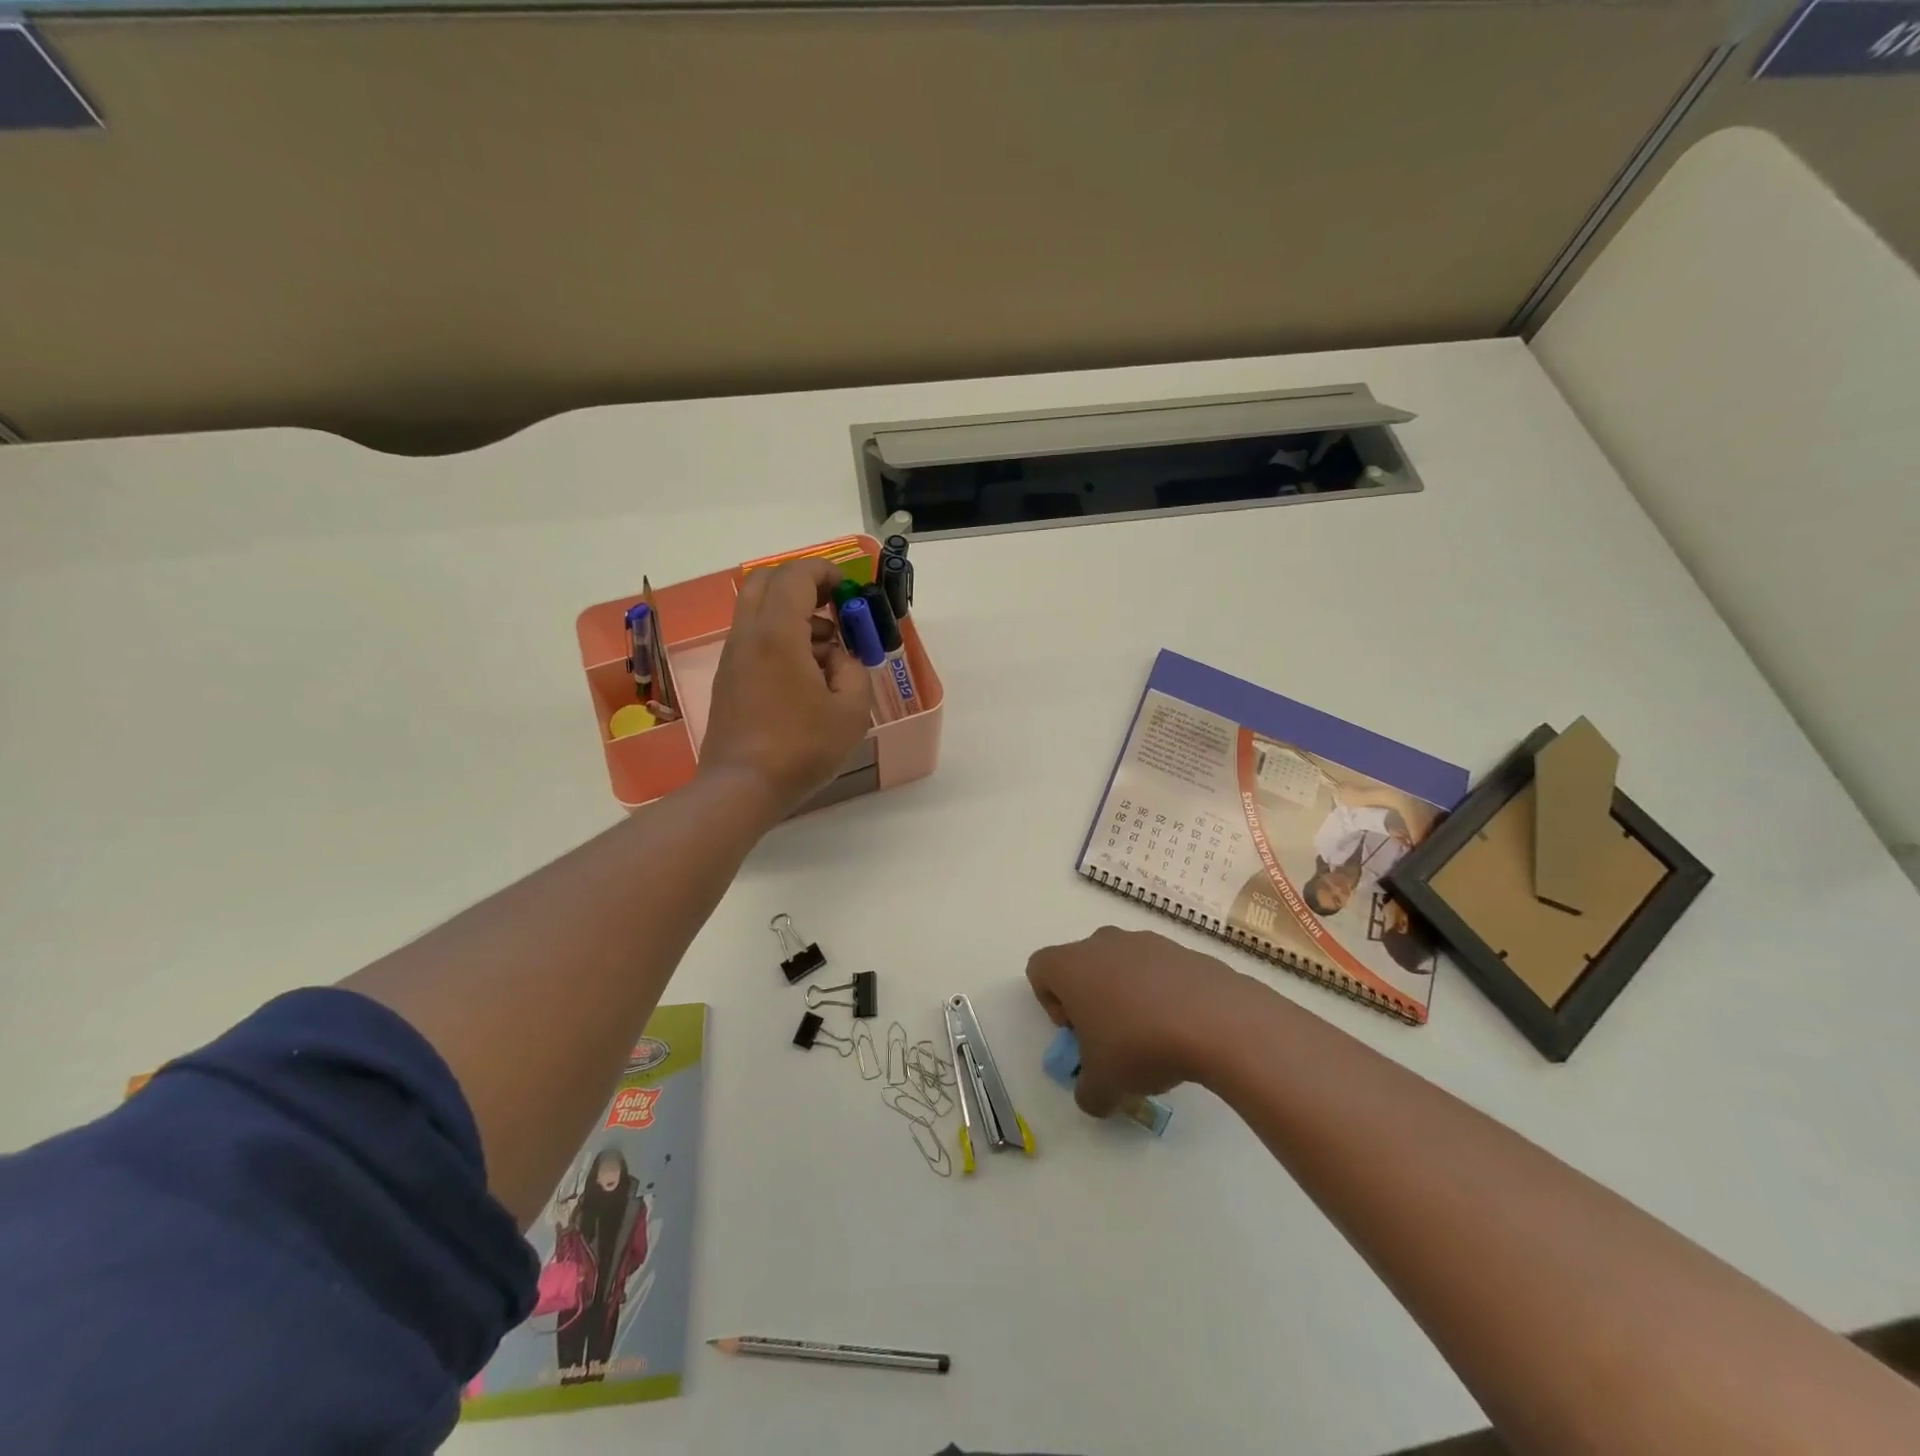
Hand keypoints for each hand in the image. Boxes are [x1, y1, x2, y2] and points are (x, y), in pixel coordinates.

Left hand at [699, 559, 873, 818]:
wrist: (740, 788)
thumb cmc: (801, 749)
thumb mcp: (851, 712)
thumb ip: (854, 671)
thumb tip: (839, 658)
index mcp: (777, 634)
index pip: (794, 575)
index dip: (824, 571)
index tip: (847, 589)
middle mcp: (748, 636)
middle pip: (766, 581)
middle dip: (803, 583)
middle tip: (833, 606)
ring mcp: (732, 658)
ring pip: (758, 611)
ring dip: (793, 614)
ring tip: (828, 653)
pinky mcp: (728, 679)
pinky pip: (754, 639)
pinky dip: (780, 638)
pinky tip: (806, 676)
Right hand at [1025, 926, 1257, 1116]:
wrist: (1216, 1021)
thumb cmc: (1140, 1045)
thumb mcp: (1103, 1086)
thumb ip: (1087, 1093)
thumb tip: (1094, 1095)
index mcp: (1072, 965)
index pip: (1040, 969)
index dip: (1050, 1003)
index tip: (1076, 1032)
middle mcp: (1103, 943)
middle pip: (1082, 964)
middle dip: (1091, 999)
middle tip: (1111, 1038)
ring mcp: (1146, 941)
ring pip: (1122, 965)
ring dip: (1128, 995)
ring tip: (1153, 1036)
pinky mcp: (1183, 950)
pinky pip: (1160, 970)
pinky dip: (1163, 993)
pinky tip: (1182, 1027)